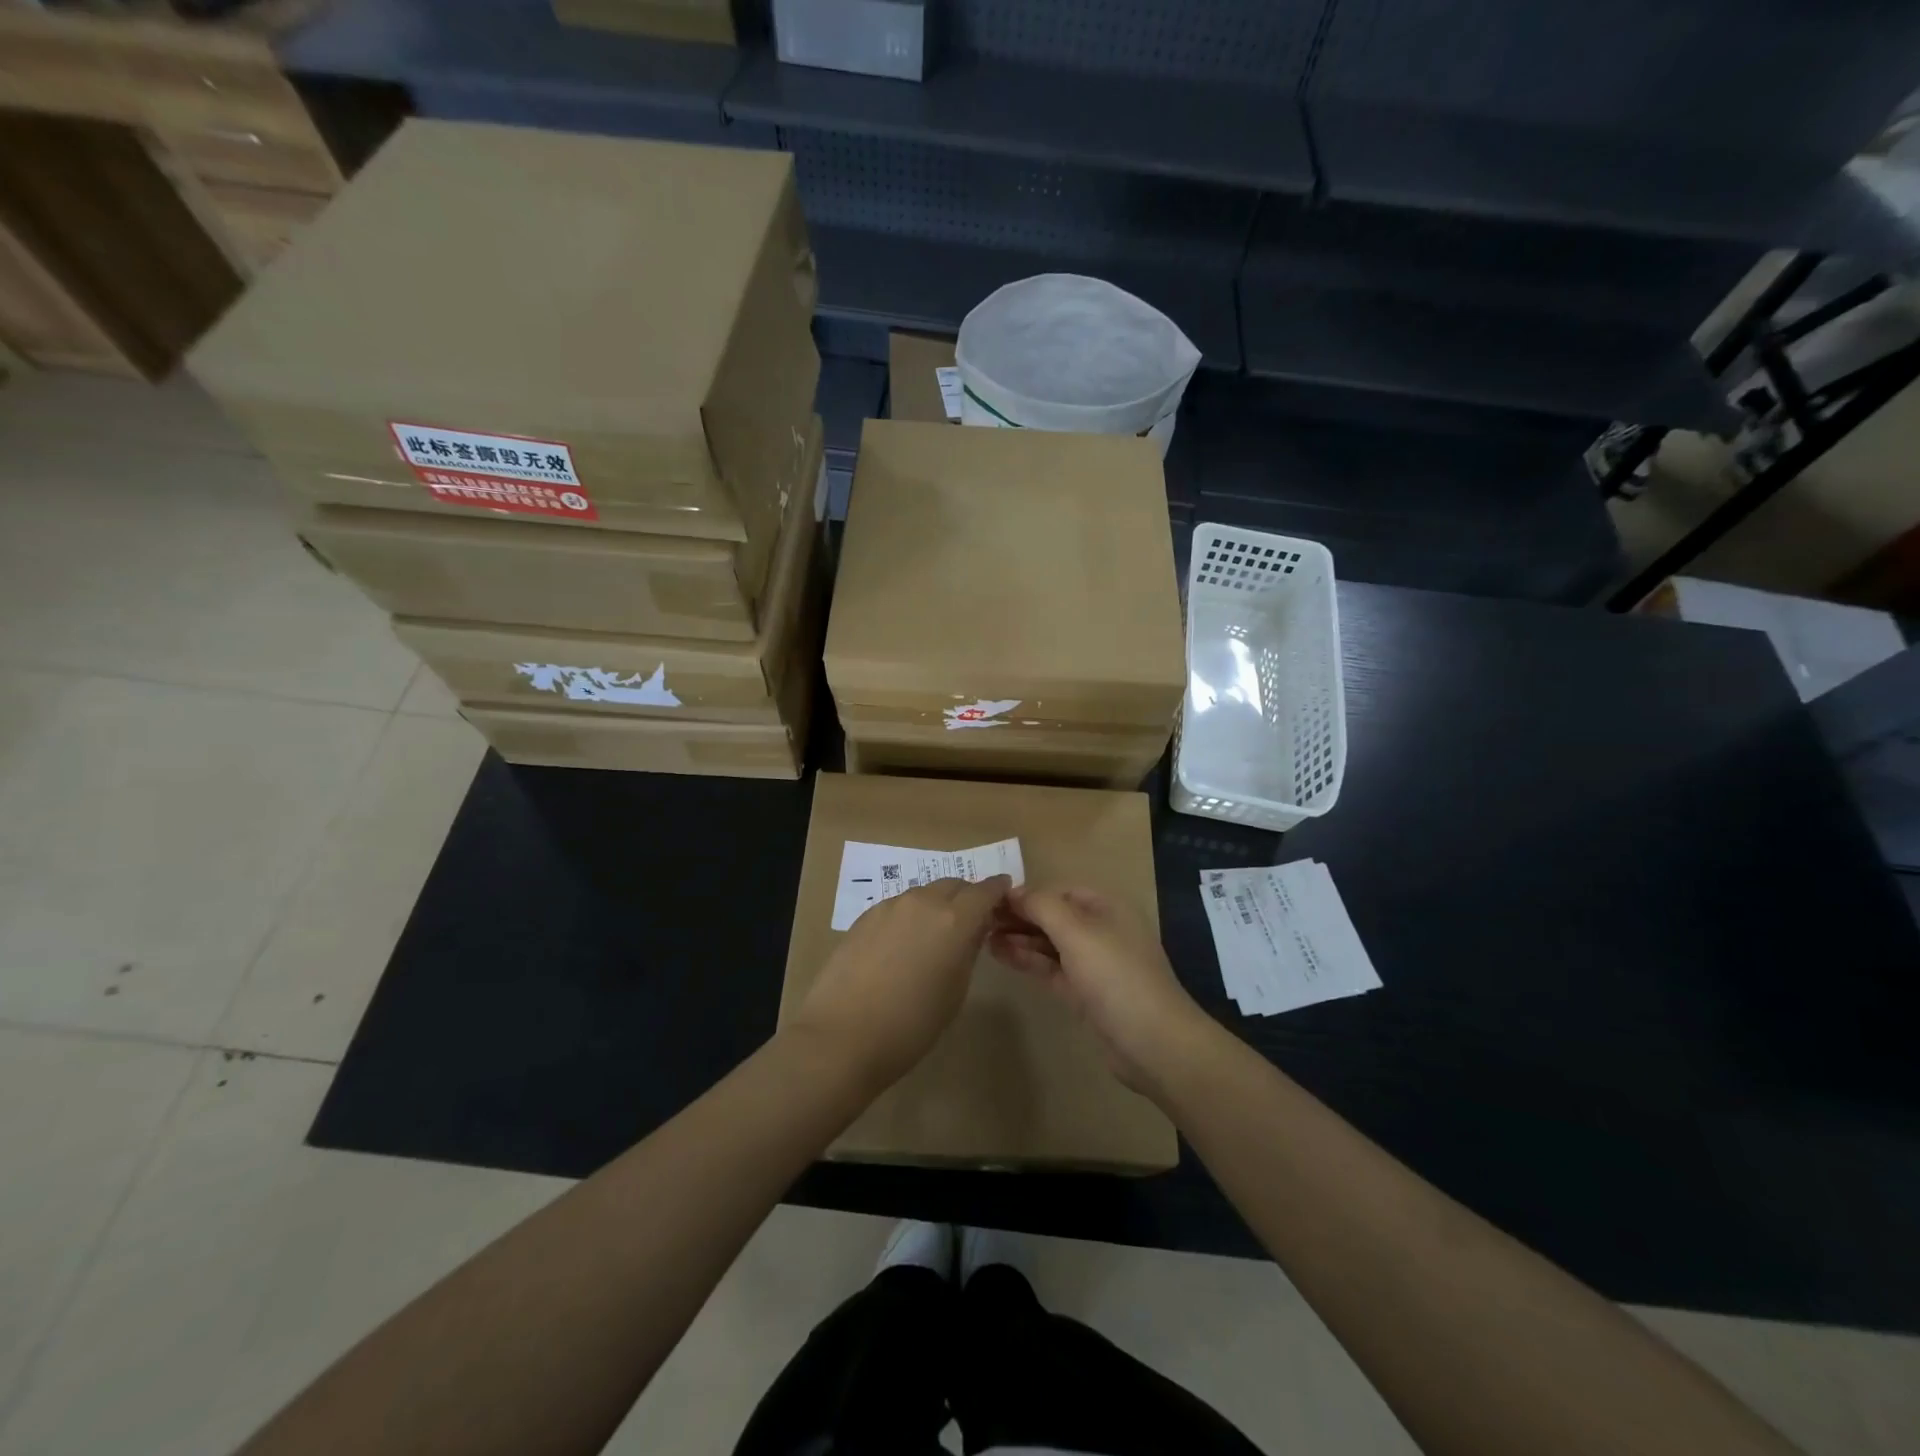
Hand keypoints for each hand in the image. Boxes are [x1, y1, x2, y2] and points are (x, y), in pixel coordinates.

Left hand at [786, 875, 1011, 1090]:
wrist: (842, 1035)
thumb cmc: (911, 1025)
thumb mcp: (955, 991)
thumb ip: (967, 952)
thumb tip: (970, 933)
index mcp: (955, 920)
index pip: (986, 890)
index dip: (998, 891)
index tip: (1005, 897)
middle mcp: (924, 902)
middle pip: (954, 885)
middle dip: (967, 897)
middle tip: (971, 921)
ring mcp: (890, 906)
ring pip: (924, 894)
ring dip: (937, 906)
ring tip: (935, 935)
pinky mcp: (865, 916)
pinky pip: (899, 906)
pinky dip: (910, 916)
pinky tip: (903, 944)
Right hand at [989, 885, 1214, 1096]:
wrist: (1153, 1042)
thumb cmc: (1115, 976)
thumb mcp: (1077, 932)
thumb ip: (1042, 906)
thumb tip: (1012, 891)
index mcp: (1106, 907)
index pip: (1058, 891)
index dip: (1026, 894)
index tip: (989, 900)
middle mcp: (1100, 930)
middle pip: (1053, 916)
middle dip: (1019, 916)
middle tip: (978, 920)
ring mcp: (1093, 963)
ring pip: (1049, 943)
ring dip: (1019, 938)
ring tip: (981, 937)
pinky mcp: (1084, 993)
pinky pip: (1050, 967)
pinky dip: (1027, 959)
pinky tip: (1000, 954)